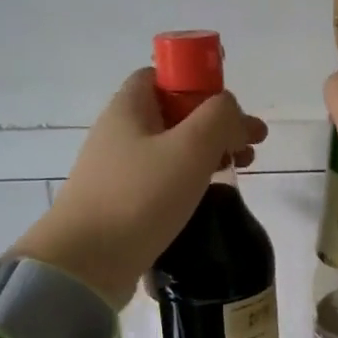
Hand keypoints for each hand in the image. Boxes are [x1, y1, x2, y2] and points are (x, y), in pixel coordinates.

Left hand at [11, 69, 266, 309]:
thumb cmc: (140, 197)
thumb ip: (220, 118)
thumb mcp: (190, 148)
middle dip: (215, 125)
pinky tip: (206, 199)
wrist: (87, 261)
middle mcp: (119, 133)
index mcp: (130, 107)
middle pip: (174, 115)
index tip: (230, 111)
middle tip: (251, 147)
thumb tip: (234, 114)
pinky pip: (161, 182)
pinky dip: (189, 182)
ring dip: (207, 154)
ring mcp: (118, 171)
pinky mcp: (122, 204)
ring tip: (238, 172)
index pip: (164, 76)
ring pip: (170, 150)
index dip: (200, 84)